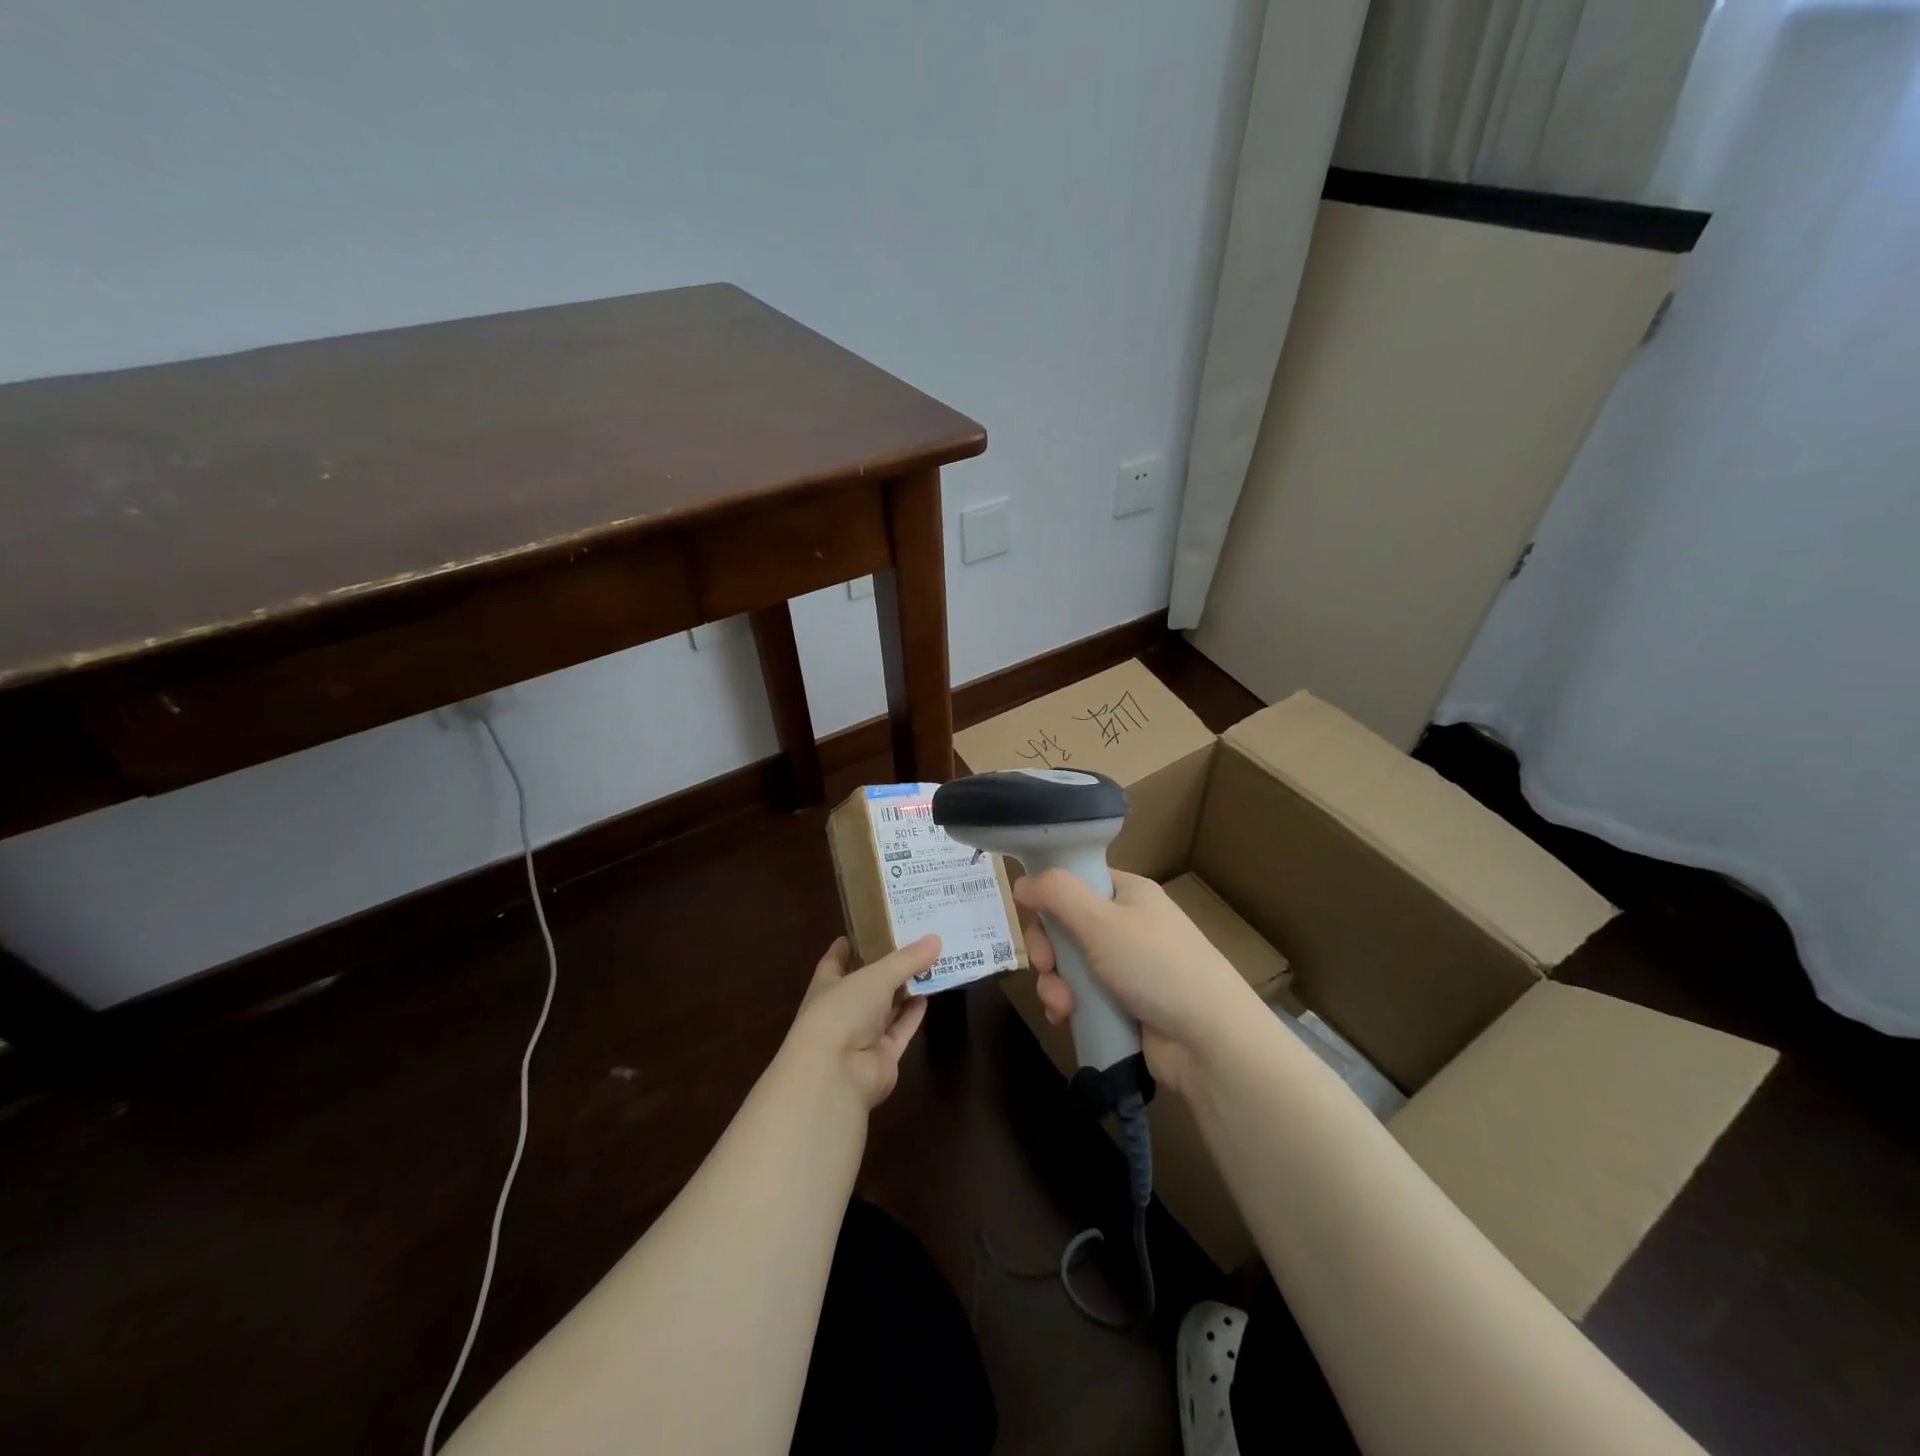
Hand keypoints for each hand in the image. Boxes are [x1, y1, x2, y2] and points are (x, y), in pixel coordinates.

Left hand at [784, 935, 937, 1108]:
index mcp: (827, 985)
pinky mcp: (882, 1057)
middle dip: (888, 965)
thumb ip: (906, 959)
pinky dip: (913, 1014)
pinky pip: (901, 1030)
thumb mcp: (875, 975)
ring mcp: (862, 1035)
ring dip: (905, 989)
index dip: (852, 944)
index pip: (837, 960)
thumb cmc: (842, 1011)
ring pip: (887, 1007)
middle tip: (915, 941)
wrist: (836, 1074)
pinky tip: (929, 996)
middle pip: (868, 983)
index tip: (871, 925)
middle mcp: (843, 1009)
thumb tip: (935, 939)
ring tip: (930, 964)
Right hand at [1015, 871, 1261, 1094]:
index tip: (1033, 917)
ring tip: (1062, 1006)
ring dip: (1055, 983)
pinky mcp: (1125, 1005)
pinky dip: (1069, 1006)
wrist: (1209, 1041)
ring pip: (1070, 965)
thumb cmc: (1155, 966)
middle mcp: (1128, 925)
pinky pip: (1082, 997)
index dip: (1050, 898)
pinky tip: (1066, 1019)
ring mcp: (1128, 967)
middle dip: (1048, 950)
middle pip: (1067, 926)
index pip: (1077, 882)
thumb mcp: (1101, 920)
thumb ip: (1057, 894)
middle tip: (1045, 966)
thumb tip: (1022, 882)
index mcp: (1129, 894)